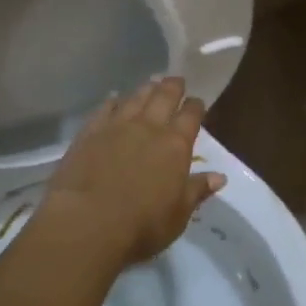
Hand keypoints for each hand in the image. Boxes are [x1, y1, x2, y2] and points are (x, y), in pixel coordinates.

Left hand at [34, 76, 224, 271]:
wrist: (86, 223)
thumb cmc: (141, 225)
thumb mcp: (178, 215)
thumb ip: (197, 191)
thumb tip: (219, 176)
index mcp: (176, 145)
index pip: (191, 116)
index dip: (196, 106)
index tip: (197, 102)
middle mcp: (149, 128)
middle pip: (164, 97)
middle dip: (172, 87)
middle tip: (176, 80)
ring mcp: (116, 127)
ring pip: (135, 98)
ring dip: (146, 89)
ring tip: (151, 84)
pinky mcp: (89, 133)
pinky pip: (104, 109)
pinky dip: (113, 101)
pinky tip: (114, 99)